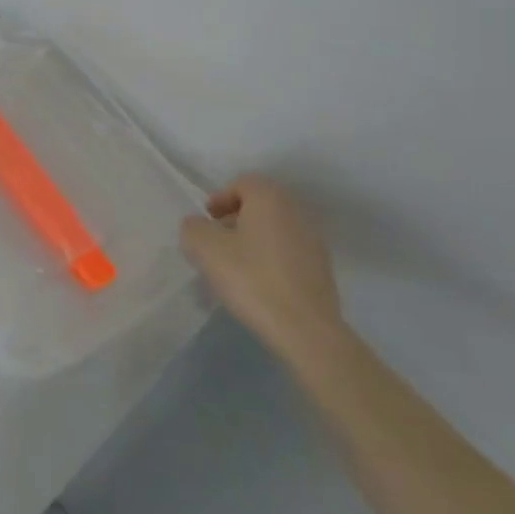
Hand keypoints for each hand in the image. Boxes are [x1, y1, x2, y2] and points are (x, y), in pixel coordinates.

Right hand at [181, 176, 345, 363]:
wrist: (305, 330)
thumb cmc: (251, 278)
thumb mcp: (205, 249)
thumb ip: (193, 228)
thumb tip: (198, 226)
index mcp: (270, 199)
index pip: (243, 183)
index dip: (220, 198)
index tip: (207, 222)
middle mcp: (296, 212)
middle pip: (260, 205)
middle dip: (236, 219)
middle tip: (217, 242)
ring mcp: (313, 241)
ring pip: (275, 229)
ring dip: (253, 240)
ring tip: (235, 266)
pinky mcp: (322, 270)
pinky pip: (288, 252)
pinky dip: (270, 259)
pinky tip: (258, 284)